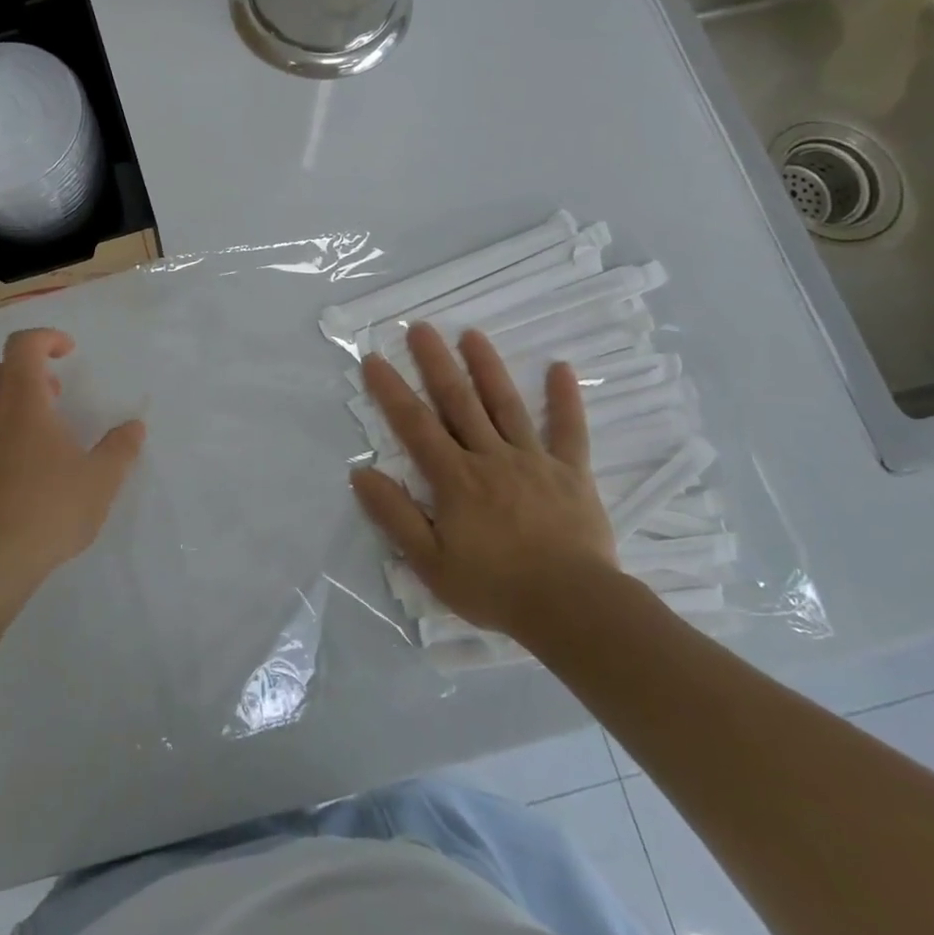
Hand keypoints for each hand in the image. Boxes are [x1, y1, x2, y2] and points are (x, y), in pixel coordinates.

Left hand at [0, 328, 145, 621]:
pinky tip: (24, 473)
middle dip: (30, 370)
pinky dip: (2, 435)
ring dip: (15, 404)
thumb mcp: (99, 481)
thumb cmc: (45, 511)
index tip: (70, 352)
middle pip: (0, 371)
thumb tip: (135, 426)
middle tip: (58, 392)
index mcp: (22, 402)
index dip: (46, 338)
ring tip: (47, 436)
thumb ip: (120, 449)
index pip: (22, 345)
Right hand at [350, 323, 618, 641]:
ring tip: (472, 334)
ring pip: (506, 405)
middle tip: (420, 327)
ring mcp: (533, 461)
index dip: (391, 391)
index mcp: (455, 479)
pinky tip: (560, 367)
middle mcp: (490, 457)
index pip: (415, 426)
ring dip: (487, 367)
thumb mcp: (430, 563)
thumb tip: (361, 473)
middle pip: (458, 402)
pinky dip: (565, 398)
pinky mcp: (571, 472)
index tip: (374, 359)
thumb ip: (395, 516)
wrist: (572, 607)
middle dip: (436, 363)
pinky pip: (569, 430)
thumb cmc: (495, 587)